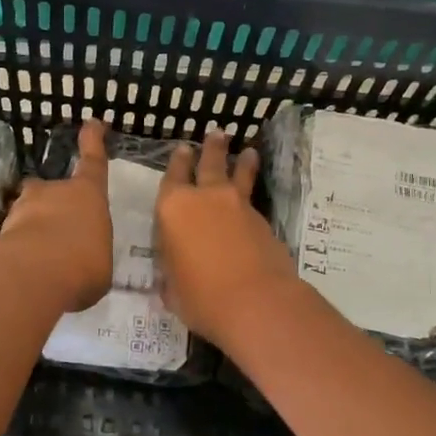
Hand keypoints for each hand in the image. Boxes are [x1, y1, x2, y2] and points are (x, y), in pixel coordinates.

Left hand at [0, 118, 113, 312]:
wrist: (32, 274)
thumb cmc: (83, 263)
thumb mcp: (100, 264)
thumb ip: (90, 257)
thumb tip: (80, 264)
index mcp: (87, 195)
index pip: (93, 162)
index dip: (93, 141)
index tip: (92, 123)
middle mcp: (52, 193)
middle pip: (49, 189)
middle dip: (50, 203)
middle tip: (56, 228)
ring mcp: (21, 210)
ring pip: (26, 213)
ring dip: (32, 229)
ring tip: (39, 260)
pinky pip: (11, 240)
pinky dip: (16, 253)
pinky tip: (22, 276)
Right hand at [156, 125, 301, 348]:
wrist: (254, 301)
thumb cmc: (200, 297)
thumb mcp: (172, 288)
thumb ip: (172, 272)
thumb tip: (175, 271)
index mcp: (172, 209)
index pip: (172, 177)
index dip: (177, 162)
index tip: (182, 150)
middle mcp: (204, 197)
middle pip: (209, 163)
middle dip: (211, 148)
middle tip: (216, 134)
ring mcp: (237, 205)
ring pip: (238, 173)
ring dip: (241, 161)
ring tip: (247, 151)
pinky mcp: (262, 219)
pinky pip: (253, 197)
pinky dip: (252, 191)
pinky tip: (252, 197)